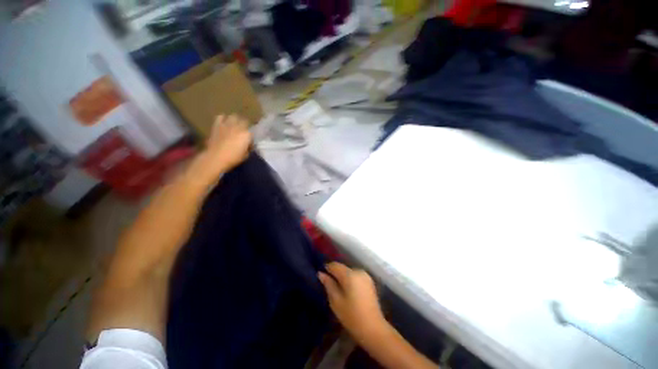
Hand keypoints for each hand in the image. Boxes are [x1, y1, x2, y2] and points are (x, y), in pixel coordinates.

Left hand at [189, 115, 251, 185]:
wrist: (216, 157)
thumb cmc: (233, 158)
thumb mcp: (246, 155)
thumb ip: (248, 147)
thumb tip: (247, 145)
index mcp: (247, 135)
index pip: (252, 132)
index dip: (250, 137)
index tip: (249, 142)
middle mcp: (238, 127)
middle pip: (244, 121)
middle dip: (244, 125)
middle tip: (242, 131)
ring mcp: (227, 125)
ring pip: (234, 116)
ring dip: (235, 120)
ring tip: (233, 125)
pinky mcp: (217, 125)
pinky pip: (220, 117)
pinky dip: (223, 119)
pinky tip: (223, 123)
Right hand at [318, 262, 386, 340]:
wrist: (373, 328)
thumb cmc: (351, 316)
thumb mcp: (335, 301)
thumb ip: (328, 284)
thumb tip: (321, 273)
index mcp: (350, 274)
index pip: (335, 265)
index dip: (327, 269)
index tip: (321, 276)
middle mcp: (358, 271)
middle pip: (343, 268)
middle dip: (335, 274)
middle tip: (329, 286)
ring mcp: (366, 276)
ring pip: (349, 272)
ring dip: (343, 277)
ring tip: (338, 290)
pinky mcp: (370, 282)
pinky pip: (356, 277)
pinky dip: (351, 281)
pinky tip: (349, 292)